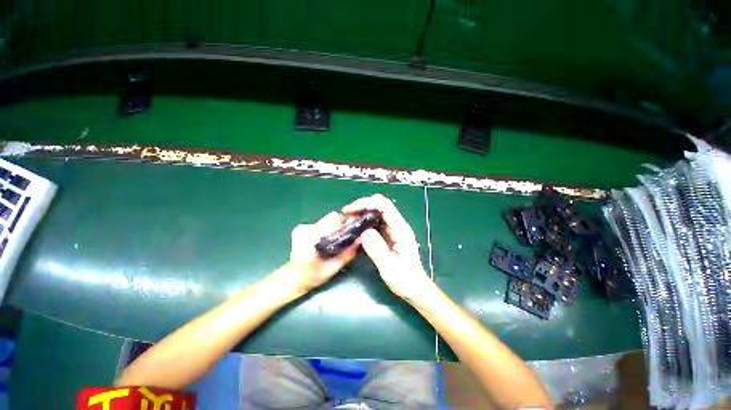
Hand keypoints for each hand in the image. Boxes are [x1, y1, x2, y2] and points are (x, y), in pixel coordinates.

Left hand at [281, 211, 358, 293]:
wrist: (292, 278)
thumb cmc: (313, 276)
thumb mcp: (333, 268)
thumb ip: (347, 254)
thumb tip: (361, 239)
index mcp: (313, 238)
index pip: (334, 219)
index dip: (345, 223)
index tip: (351, 231)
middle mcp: (306, 228)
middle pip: (331, 218)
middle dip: (340, 226)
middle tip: (343, 239)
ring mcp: (302, 227)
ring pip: (326, 220)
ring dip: (332, 228)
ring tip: (332, 242)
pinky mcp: (300, 227)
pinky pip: (319, 223)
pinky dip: (324, 230)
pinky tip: (322, 241)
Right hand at [343, 194, 432, 301]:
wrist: (414, 288)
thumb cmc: (405, 279)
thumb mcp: (389, 268)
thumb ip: (377, 250)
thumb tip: (364, 232)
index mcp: (401, 229)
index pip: (384, 205)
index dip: (366, 203)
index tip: (349, 211)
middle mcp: (398, 225)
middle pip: (380, 205)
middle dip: (362, 206)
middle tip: (346, 216)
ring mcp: (394, 229)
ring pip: (377, 212)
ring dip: (362, 213)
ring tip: (348, 222)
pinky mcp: (389, 235)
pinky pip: (376, 222)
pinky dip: (364, 221)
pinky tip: (356, 229)